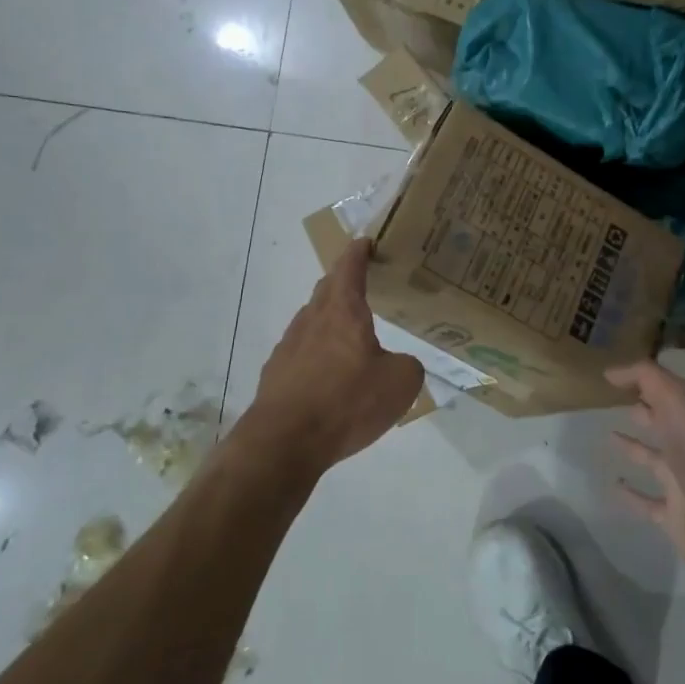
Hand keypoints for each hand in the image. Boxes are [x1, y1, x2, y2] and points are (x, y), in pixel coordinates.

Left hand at [244, 239, 423, 470]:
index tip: (366, 241)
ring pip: (312, 321)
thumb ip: (408, 365)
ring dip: (330, 320)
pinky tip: (331, 375)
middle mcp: (312, 321)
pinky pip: (302, 353)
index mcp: (343, 312)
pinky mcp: (276, 375)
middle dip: (343, 282)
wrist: (284, 442)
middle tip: (364, 283)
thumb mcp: (401, 382)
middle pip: (326, 291)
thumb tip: (399, 364)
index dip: (359, 252)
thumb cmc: (347, 402)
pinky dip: (319, 353)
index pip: (350, 268)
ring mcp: (289, 347)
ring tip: (351, 334)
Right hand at [606, 360, 684, 585]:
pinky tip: (614, 485)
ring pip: (655, 461)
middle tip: (615, 403)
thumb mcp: (678, 398)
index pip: (671, 396)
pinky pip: (648, 503)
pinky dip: (631, 495)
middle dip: (645, 413)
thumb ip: (647, 377)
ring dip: (635, 449)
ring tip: (609, 437)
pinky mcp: (675, 515)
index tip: (618, 378)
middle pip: (665, 426)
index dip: (648, 384)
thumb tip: (612, 371)